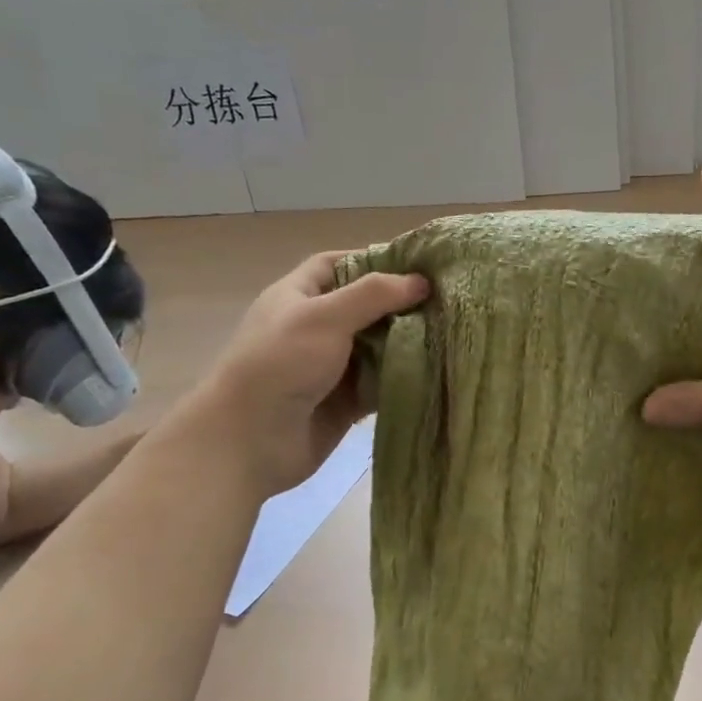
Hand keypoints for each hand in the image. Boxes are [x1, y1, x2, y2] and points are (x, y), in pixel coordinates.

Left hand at [207, 252, 426, 495]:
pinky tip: (436, 372)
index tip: (415, 263)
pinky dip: (403, 378)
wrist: (250, 441)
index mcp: (298, 297)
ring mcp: (331, 367)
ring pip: (377, 347)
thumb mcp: (324, 317)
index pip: (336, 265)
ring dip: (407, 342)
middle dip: (401, 304)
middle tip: (447, 301)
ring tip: (451, 333)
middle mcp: (315, 328)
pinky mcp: (345, 402)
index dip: (371, 259)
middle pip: (364, 307)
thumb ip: (373, 295)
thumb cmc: (280, 365)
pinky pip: (380, 384)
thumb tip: (421, 281)